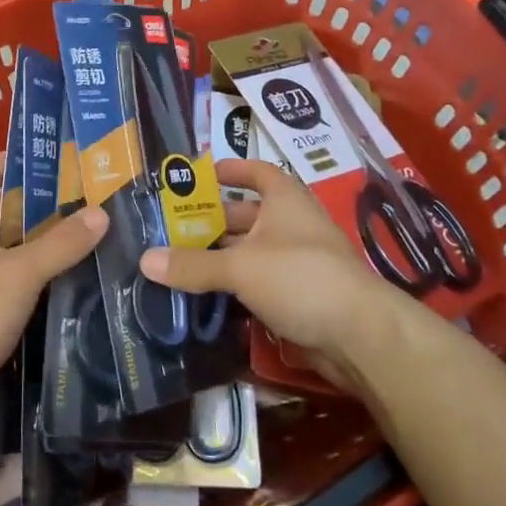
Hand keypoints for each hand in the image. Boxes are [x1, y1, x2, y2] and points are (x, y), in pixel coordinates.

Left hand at [0, 152, 106, 421]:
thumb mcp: (20, 272)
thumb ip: (61, 243)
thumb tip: (101, 213)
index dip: (2, 163)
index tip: (38, 155)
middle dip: (31, 202)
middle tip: (75, 194)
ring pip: (4, 249)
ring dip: (35, 239)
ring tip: (78, 229)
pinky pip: (7, 280)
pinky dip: (31, 273)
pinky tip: (62, 275)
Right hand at [137, 159, 399, 385]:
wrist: (360, 335)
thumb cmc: (300, 278)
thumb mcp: (240, 267)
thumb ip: (193, 265)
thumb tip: (145, 260)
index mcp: (284, 200)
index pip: (257, 172)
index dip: (230, 170)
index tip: (200, 176)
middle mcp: (292, 225)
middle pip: (247, 215)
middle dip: (213, 221)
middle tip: (173, 229)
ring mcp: (298, 262)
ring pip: (251, 252)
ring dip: (221, 256)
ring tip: (180, 262)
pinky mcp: (299, 296)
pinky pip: (259, 283)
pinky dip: (236, 285)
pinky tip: (207, 294)